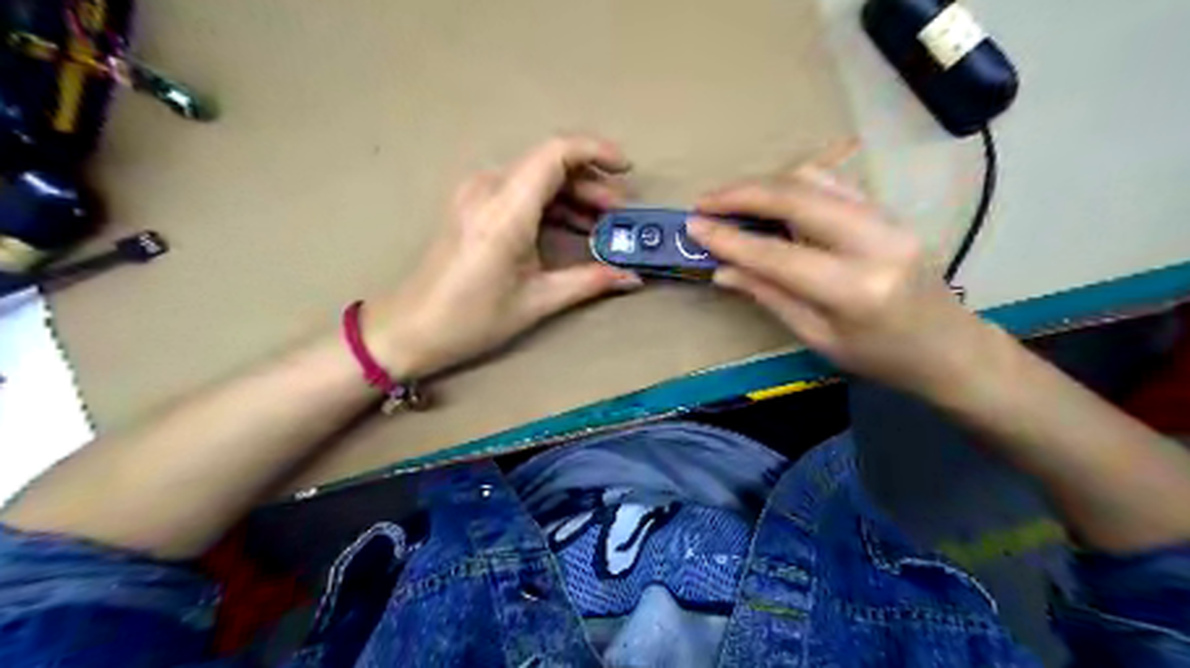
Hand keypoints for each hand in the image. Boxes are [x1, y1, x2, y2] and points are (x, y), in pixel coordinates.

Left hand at [368, 135, 641, 376]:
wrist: (411, 327)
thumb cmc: (472, 319)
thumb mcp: (537, 301)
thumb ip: (589, 282)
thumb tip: (632, 278)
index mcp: (505, 211)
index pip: (556, 153)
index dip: (596, 151)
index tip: (626, 170)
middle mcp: (488, 189)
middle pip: (549, 162)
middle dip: (591, 181)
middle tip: (619, 214)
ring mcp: (475, 193)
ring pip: (535, 174)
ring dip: (572, 192)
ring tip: (600, 222)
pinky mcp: (471, 203)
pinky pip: (519, 188)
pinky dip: (550, 201)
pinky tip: (569, 226)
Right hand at [690, 148, 996, 395]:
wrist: (949, 346)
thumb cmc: (881, 357)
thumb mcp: (818, 338)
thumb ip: (770, 296)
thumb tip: (723, 270)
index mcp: (854, 289)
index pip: (777, 255)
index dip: (730, 239)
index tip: (694, 226)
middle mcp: (874, 242)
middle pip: (797, 197)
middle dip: (743, 193)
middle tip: (705, 201)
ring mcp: (886, 219)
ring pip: (816, 179)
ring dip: (766, 183)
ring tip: (731, 199)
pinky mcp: (888, 210)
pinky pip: (833, 184)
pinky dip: (794, 185)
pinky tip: (770, 197)